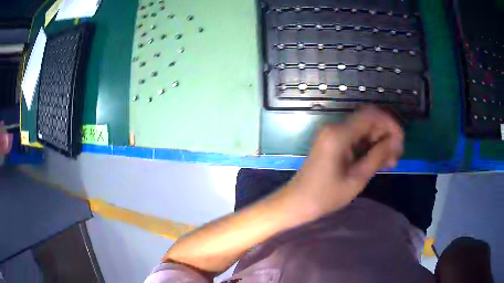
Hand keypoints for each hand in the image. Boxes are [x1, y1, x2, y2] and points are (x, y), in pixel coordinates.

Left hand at [280, 106, 403, 220]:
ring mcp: (332, 134)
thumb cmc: (325, 196)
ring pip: (364, 129)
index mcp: (339, 134)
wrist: (297, 202)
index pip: (372, 115)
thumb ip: (378, 156)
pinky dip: (368, 146)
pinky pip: (355, 137)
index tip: (401, 142)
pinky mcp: (332, 142)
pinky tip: (377, 161)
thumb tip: (396, 140)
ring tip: (389, 162)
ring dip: (379, 141)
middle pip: (368, 120)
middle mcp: (335, 127)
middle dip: (386, 134)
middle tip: (396, 156)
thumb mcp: (357, 178)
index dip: (390, 124)